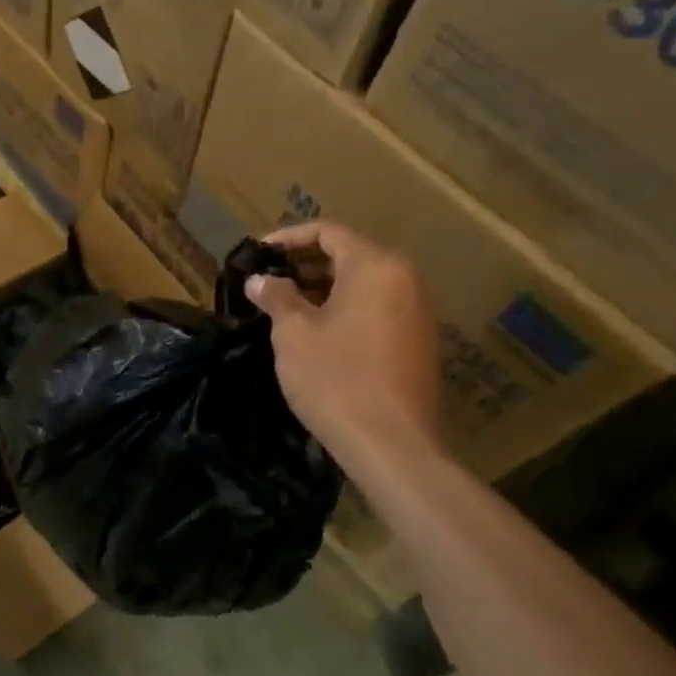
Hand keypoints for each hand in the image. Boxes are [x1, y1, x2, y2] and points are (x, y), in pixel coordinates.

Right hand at [244, 221, 443, 468]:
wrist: (391, 443)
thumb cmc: (335, 378)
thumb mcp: (294, 334)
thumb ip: (276, 297)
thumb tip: (260, 280)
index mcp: (376, 267)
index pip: (329, 232)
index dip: (288, 238)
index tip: (257, 252)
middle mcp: (405, 280)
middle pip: (350, 255)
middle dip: (304, 264)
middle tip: (267, 280)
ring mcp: (417, 312)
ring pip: (363, 284)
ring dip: (323, 288)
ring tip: (284, 306)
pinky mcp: (418, 341)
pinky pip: (376, 308)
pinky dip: (344, 309)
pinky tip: (316, 332)